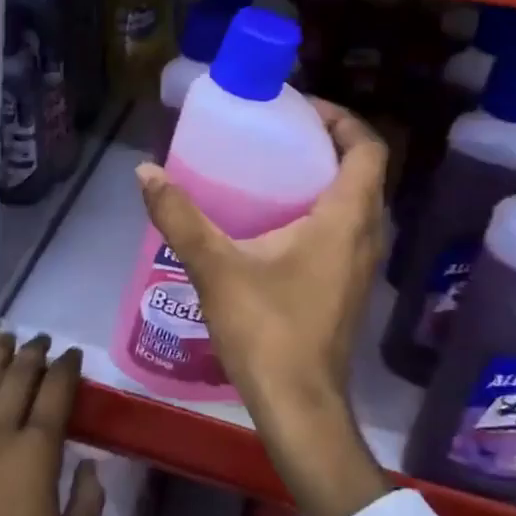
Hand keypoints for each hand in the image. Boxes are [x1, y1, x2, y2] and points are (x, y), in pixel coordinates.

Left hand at [0, 336, 102, 515]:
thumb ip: (88, 502)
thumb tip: (89, 466)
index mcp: (37, 453)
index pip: (55, 393)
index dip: (66, 368)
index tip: (72, 356)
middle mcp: (0, 435)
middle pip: (18, 377)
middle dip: (34, 353)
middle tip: (43, 341)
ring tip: (8, 337)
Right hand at [136, 99, 391, 515]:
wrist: (299, 406)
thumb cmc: (267, 330)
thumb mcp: (216, 267)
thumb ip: (179, 217)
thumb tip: (146, 172)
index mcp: (346, 219)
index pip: (368, 148)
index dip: (341, 119)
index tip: (301, 109)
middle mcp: (367, 235)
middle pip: (365, 170)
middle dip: (330, 142)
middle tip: (281, 132)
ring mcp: (363, 264)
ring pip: (359, 201)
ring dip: (329, 176)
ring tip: (277, 168)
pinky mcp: (350, 285)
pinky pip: (348, 228)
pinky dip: (324, 207)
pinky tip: (278, 221)